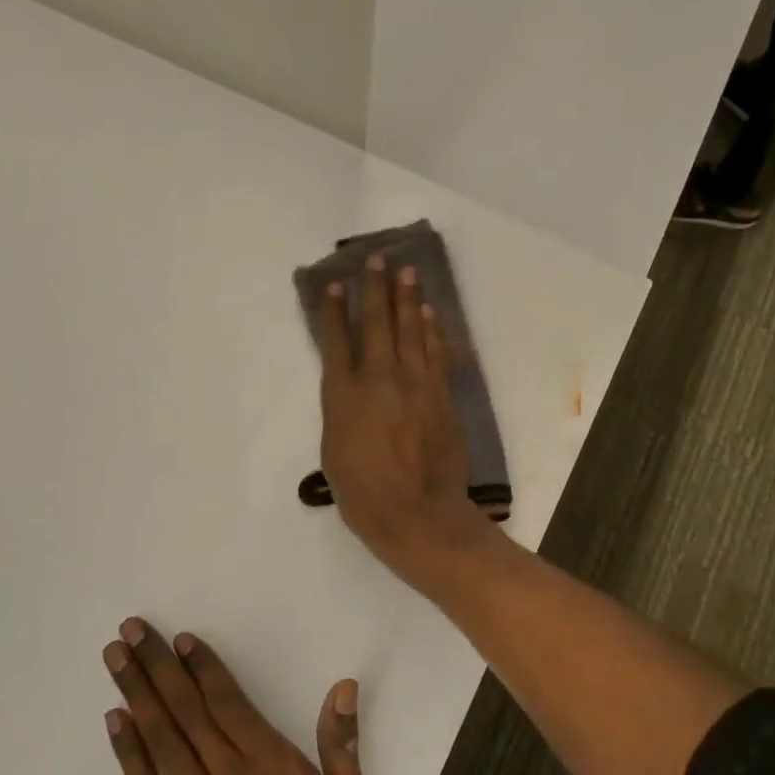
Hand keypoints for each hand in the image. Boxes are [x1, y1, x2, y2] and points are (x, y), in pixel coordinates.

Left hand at [103, 618, 380, 774]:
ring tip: (115, 662)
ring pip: (162, 744)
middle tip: (129, 631)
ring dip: (137, 698)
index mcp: (271, 766)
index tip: (180, 639)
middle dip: (157, 668)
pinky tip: (116, 726)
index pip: (229, 703)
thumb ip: (342, 749)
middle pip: (186, 713)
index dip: (203, 668)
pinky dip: (130, 757)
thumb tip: (342, 688)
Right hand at [315, 255, 494, 581]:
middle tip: (377, 260)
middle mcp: (379, 379)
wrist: (418, 513)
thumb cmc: (364, 494)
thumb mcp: (334, 452)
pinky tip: (430, 314)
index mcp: (343, 395)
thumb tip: (350, 392)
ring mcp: (415, 384)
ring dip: (408, 299)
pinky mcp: (441, 395)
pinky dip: (433, 330)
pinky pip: (437, 353)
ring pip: (411, 331)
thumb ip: (341, 413)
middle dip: (375, 289)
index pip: (335, 342)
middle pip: (376, 324)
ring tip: (407, 272)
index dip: (332, 311)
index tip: (333, 285)